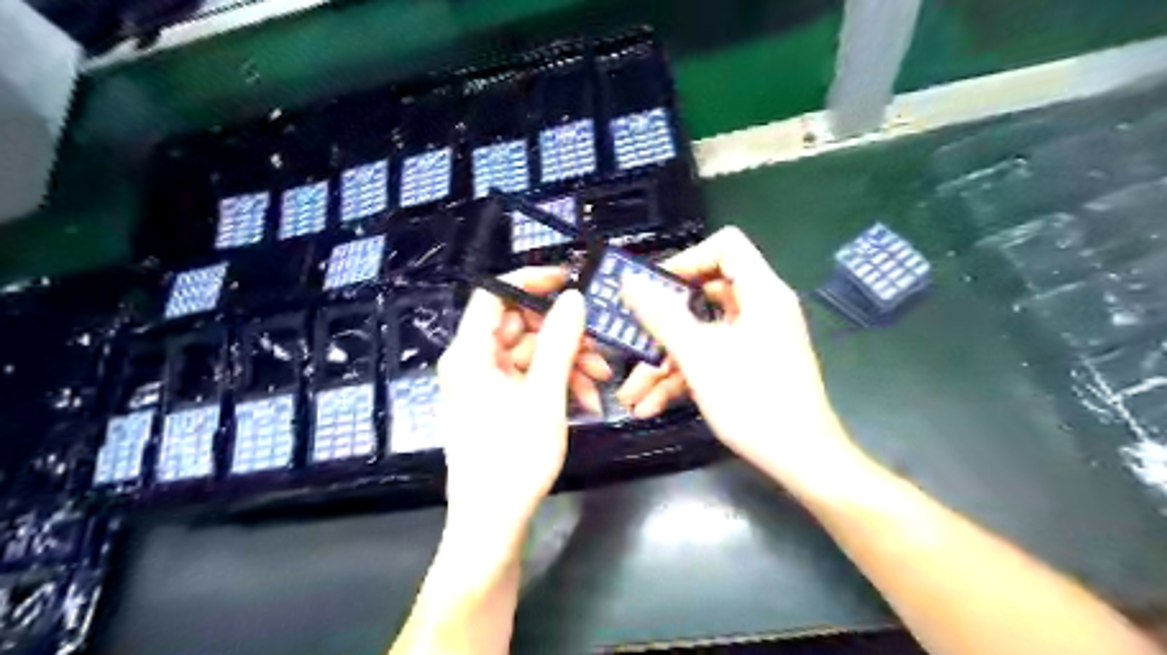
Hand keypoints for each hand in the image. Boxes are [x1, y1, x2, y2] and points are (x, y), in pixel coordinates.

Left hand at [437, 267, 593, 536]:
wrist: (493, 522)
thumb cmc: (514, 457)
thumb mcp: (544, 395)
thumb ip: (560, 342)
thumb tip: (573, 298)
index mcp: (470, 352)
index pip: (494, 294)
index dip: (530, 281)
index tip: (568, 281)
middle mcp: (472, 362)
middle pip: (520, 327)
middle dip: (563, 336)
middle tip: (599, 348)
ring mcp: (484, 383)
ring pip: (530, 355)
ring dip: (567, 363)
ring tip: (599, 382)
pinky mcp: (496, 402)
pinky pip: (528, 378)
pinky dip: (556, 384)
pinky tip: (585, 400)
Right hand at [620, 229, 854, 483]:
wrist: (800, 460)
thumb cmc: (753, 399)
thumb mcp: (698, 355)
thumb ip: (661, 315)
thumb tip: (630, 282)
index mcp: (760, 292)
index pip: (726, 246)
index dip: (688, 259)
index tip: (655, 287)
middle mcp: (760, 309)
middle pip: (704, 295)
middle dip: (662, 322)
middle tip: (632, 335)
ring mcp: (754, 340)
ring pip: (701, 334)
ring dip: (664, 362)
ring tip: (631, 393)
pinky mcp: (749, 366)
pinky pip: (710, 358)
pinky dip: (682, 378)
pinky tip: (650, 405)